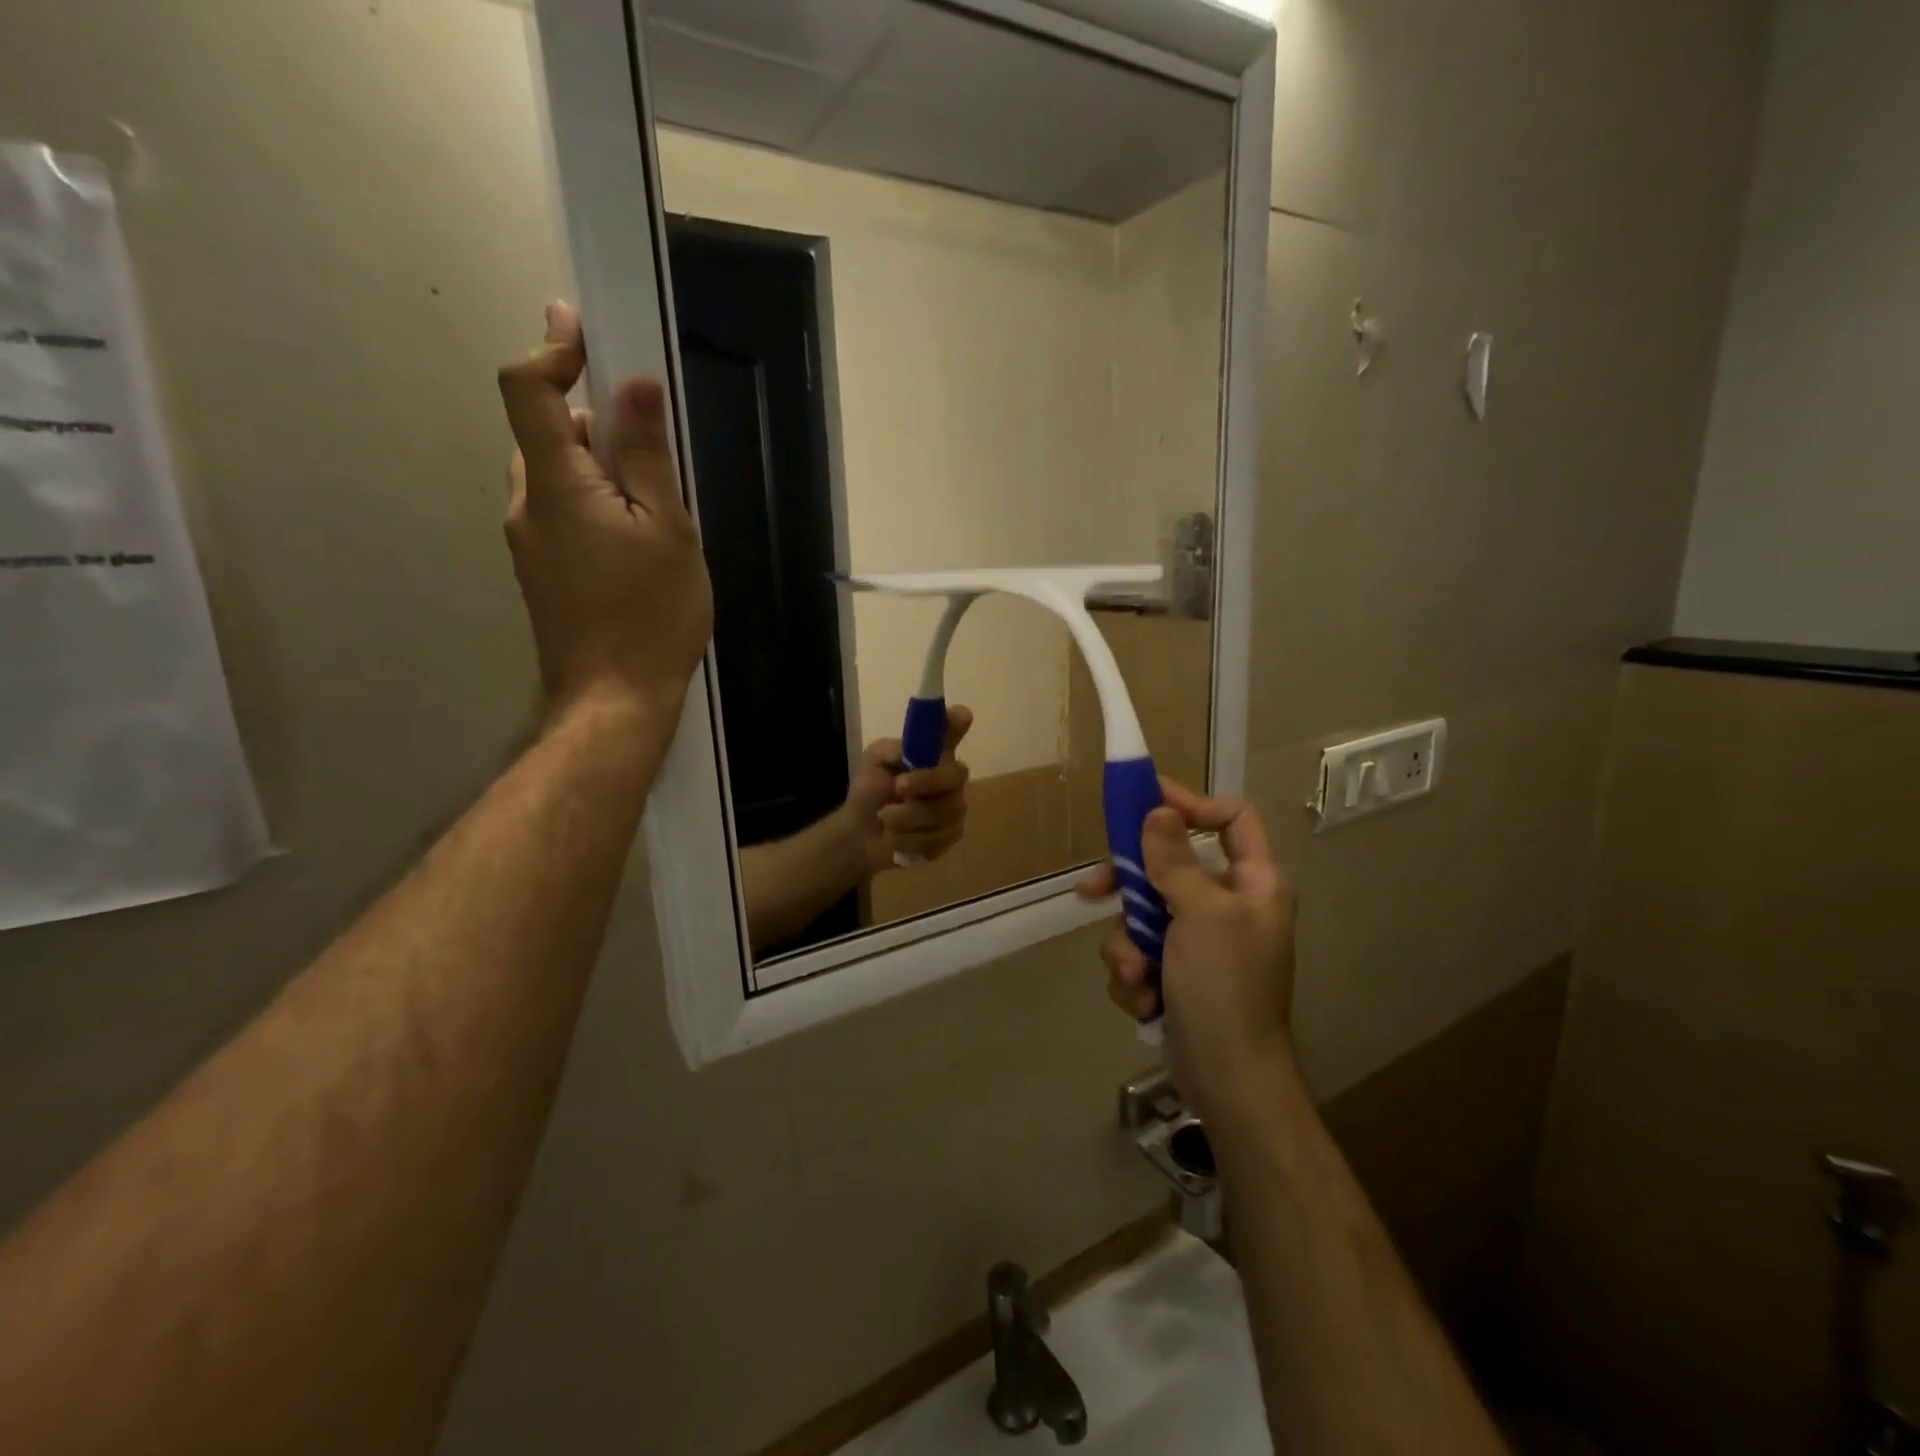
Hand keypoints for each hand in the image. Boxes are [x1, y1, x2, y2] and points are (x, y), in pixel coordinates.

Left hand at [497, 302, 712, 723]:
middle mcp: (528, 505)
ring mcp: (530, 544)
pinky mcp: (542, 573)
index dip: (551, 350)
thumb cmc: (651, 613)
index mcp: (556, 484)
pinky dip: (593, 503)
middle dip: (589, 419)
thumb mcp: (668, 530)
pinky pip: (562, 515)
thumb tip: (634, 387)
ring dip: (596, 467)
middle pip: (543, 434)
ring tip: (654, 499)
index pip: (526, 390)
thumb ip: (649, 458)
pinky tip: (637, 540)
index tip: (582, 330)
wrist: (613, 699)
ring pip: (556, 478)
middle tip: (647, 434)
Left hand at [843, 706, 972, 874]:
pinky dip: (909, 838)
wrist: (860, 834)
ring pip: (944, 810)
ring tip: (884, 818)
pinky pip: (938, 836)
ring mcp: (954, 806)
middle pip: (956, 774)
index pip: (953, 730)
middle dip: (926, 781)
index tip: (961, 716)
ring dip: (907, 815)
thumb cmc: (870, 791)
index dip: (958, 722)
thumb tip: (912, 746)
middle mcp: (950, 776)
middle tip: (898, 787)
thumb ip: (894, 751)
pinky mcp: (951, 835)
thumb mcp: (874, 763)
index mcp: (932, 752)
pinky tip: (894, 837)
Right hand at [1075, 780, 1296, 1121]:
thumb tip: (1159, 810)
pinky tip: (1141, 1000)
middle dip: (1129, 887)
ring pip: (1143, 915)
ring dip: (1128, 946)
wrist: (1227, 1079)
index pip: (1232, 819)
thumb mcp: (1200, 914)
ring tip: (1135, 976)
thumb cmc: (1224, 987)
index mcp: (1252, 883)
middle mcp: (1227, 906)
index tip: (1146, 802)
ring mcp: (1200, 942)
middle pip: (1169, 867)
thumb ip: (1176, 859)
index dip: (1192, 804)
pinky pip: (1140, 952)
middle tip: (1091, 888)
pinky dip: (1133, 974)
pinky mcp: (1175, 973)